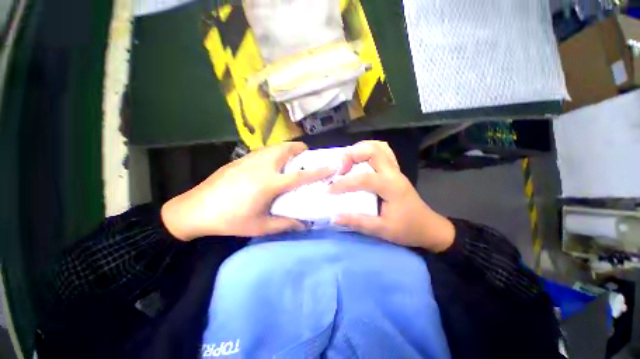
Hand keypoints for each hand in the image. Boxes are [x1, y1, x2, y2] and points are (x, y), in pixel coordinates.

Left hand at [161, 142, 331, 239]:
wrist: (196, 208)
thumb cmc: (230, 220)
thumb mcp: (260, 226)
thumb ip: (285, 224)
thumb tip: (305, 224)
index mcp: (270, 183)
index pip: (301, 175)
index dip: (319, 171)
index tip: (331, 166)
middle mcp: (263, 165)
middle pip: (289, 149)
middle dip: (301, 151)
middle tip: (306, 160)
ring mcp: (251, 158)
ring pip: (277, 146)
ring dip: (288, 150)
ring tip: (291, 162)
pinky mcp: (242, 157)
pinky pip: (266, 150)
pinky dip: (276, 152)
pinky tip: (271, 165)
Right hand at [330, 141, 454, 251]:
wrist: (429, 227)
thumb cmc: (407, 229)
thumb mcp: (382, 230)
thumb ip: (358, 222)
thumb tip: (334, 217)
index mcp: (391, 187)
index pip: (363, 179)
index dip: (343, 183)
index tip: (329, 190)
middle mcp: (393, 173)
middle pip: (373, 150)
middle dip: (352, 155)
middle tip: (339, 169)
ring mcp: (395, 170)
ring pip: (378, 147)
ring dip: (359, 150)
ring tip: (346, 162)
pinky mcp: (394, 171)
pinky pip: (382, 152)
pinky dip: (368, 151)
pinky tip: (359, 161)